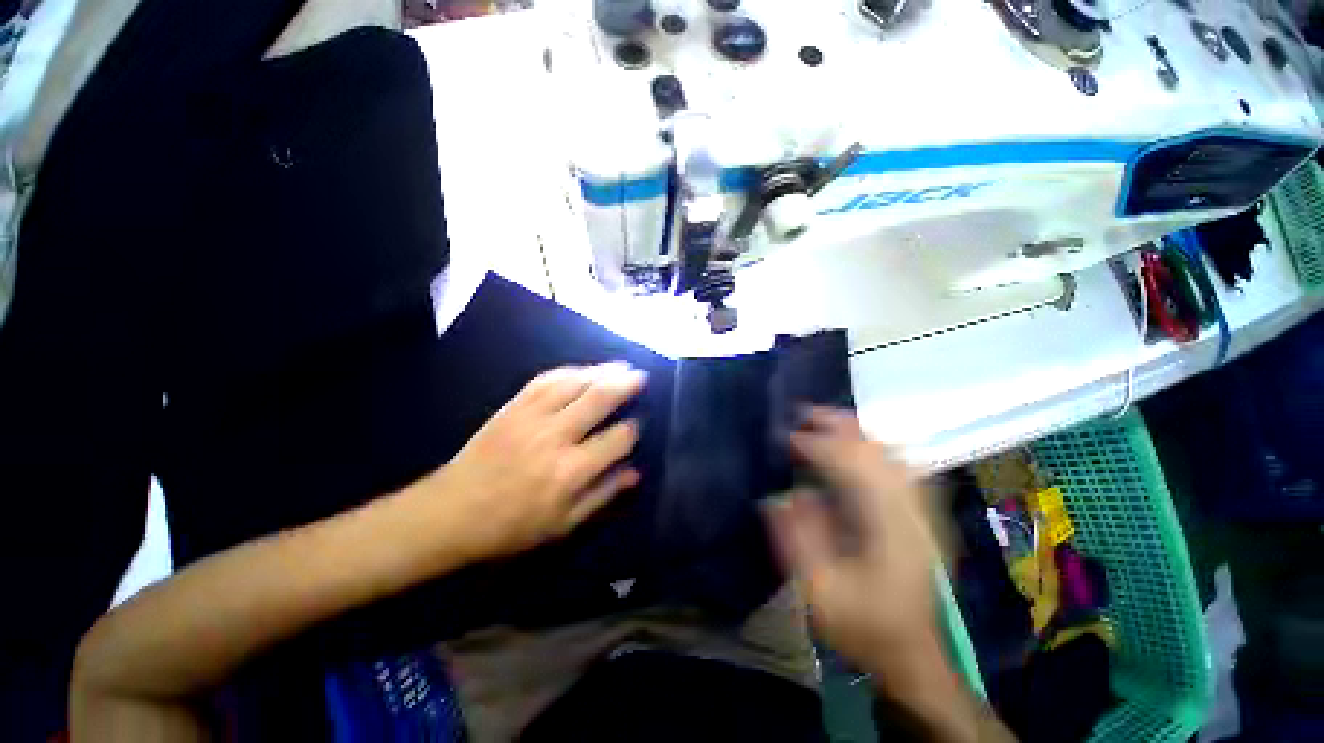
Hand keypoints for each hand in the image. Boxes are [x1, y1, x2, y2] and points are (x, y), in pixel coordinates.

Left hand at [424, 363, 646, 561]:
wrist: (450, 512)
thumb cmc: (511, 526)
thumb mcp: (563, 524)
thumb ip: (603, 495)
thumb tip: (636, 472)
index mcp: (570, 471)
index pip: (617, 439)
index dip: (632, 430)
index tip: (637, 426)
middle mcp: (555, 437)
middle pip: (599, 399)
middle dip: (625, 385)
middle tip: (641, 376)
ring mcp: (531, 417)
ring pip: (575, 383)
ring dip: (601, 371)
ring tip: (621, 365)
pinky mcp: (512, 407)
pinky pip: (545, 380)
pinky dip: (569, 371)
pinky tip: (583, 369)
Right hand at [764, 408, 942, 681]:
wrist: (911, 652)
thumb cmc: (863, 626)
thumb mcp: (821, 594)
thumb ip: (800, 541)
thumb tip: (783, 495)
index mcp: (888, 532)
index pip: (854, 470)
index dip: (818, 447)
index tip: (787, 438)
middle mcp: (912, 513)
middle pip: (879, 452)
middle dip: (840, 427)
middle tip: (805, 413)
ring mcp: (923, 512)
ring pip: (892, 454)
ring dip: (857, 432)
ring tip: (825, 420)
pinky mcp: (922, 515)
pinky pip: (901, 466)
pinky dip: (875, 447)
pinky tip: (857, 443)